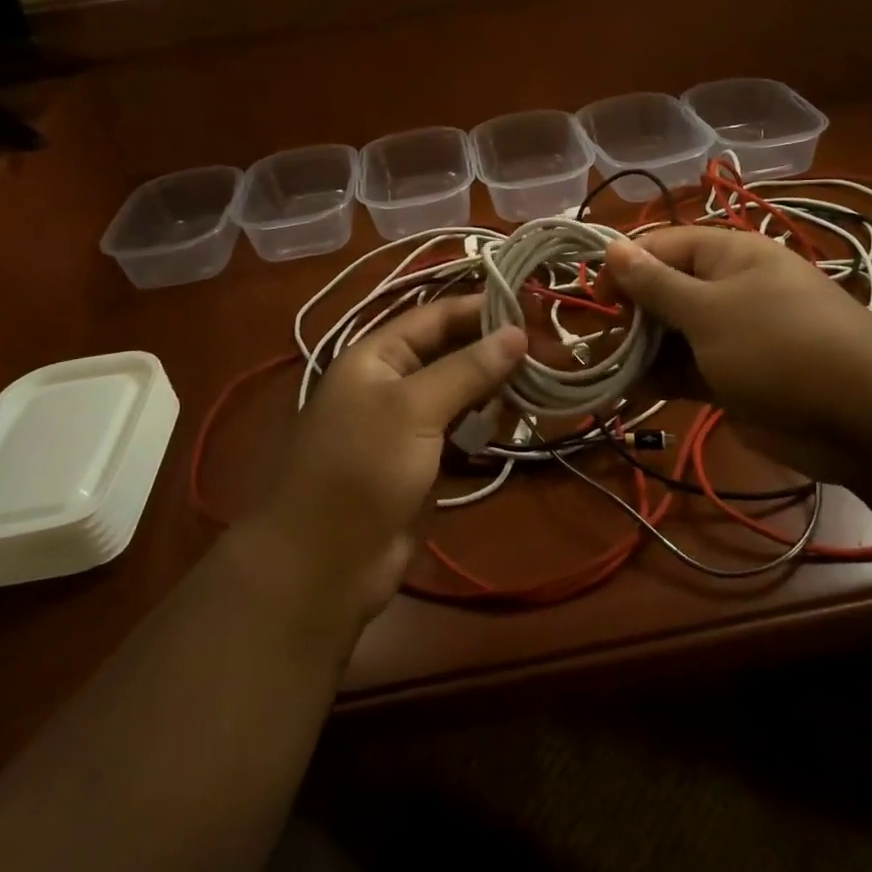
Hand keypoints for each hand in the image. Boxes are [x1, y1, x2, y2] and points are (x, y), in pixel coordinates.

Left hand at [236, 296, 525, 637]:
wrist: (323, 563)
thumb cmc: (362, 469)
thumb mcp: (414, 409)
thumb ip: (467, 369)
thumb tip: (517, 332)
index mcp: (376, 356)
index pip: (436, 316)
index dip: (481, 309)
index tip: (532, 308)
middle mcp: (391, 381)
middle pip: (450, 352)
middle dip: (494, 350)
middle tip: (548, 350)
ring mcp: (406, 422)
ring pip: (459, 391)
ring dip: (495, 387)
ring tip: (540, 382)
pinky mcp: (421, 459)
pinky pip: (459, 428)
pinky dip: (484, 422)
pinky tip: (516, 420)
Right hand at [604, 227, 871, 446]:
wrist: (861, 418)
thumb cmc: (777, 347)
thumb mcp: (708, 311)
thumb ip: (655, 283)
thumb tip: (612, 247)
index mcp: (728, 255)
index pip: (661, 246)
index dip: (624, 267)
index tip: (594, 298)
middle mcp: (729, 288)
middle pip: (664, 291)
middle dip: (630, 315)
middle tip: (597, 343)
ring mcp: (733, 335)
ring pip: (673, 334)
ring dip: (641, 351)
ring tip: (605, 372)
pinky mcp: (736, 376)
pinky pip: (689, 369)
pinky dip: (662, 378)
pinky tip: (631, 393)